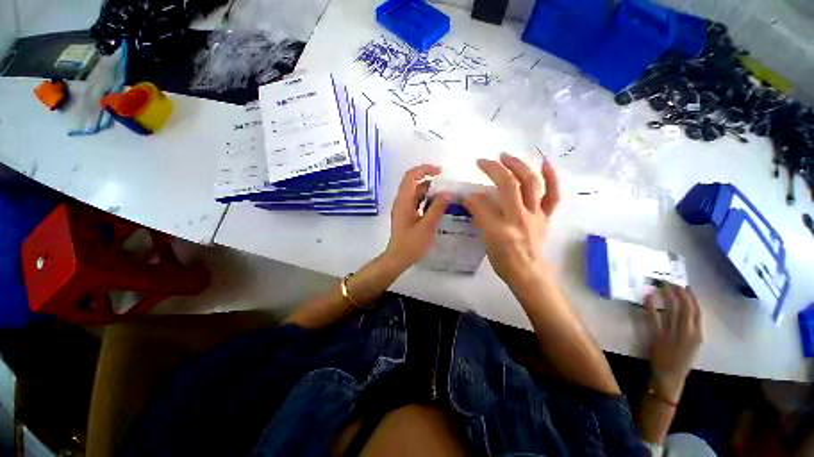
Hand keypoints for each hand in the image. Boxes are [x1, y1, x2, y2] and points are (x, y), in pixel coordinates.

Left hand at [384, 164, 449, 268]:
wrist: (398, 258)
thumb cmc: (411, 244)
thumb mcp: (427, 226)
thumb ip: (437, 208)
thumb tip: (448, 193)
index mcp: (404, 201)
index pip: (411, 176)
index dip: (425, 169)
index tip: (440, 172)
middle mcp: (402, 201)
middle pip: (414, 184)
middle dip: (431, 182)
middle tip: (447, 188)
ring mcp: (403, 209)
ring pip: (416, 194)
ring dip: (430, 193)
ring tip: (446, 197)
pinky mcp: (406, 215)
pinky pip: (417, 203)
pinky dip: (427, 202)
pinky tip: (439, 208)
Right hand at [462, 153, 559, 288]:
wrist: (528, 273)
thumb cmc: (504, 260)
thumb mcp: (486, 240)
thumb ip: (479, 217)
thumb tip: (471, 198)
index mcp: (503, 226)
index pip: (484, 203)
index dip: (472, 195)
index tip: (465, 190)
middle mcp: (521, 216)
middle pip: (510, 185)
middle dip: (495, 169)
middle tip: (483, 161)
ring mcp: (536, 214)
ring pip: (531, 184)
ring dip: (519, 166)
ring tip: (507, 156)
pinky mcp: (545, 216)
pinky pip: (553, 195)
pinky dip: (551, 178)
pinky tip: (545, 164)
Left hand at [645, 285, 702, 401]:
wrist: (669, 377)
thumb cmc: (681, 361)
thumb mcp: (692, 346)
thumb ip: (690, 330)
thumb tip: (684, 313)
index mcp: (697, 335)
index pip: (697, 312)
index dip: (692, 298)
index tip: (686, 286)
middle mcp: (687, 333)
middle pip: (684, 308)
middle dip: (679, 293)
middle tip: (672, 281)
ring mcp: (672, 334)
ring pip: (671, 311)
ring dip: (666, 297)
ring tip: (662, 285)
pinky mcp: (657, 337)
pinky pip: (653, 318)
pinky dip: (650, 306)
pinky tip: (647, 296)